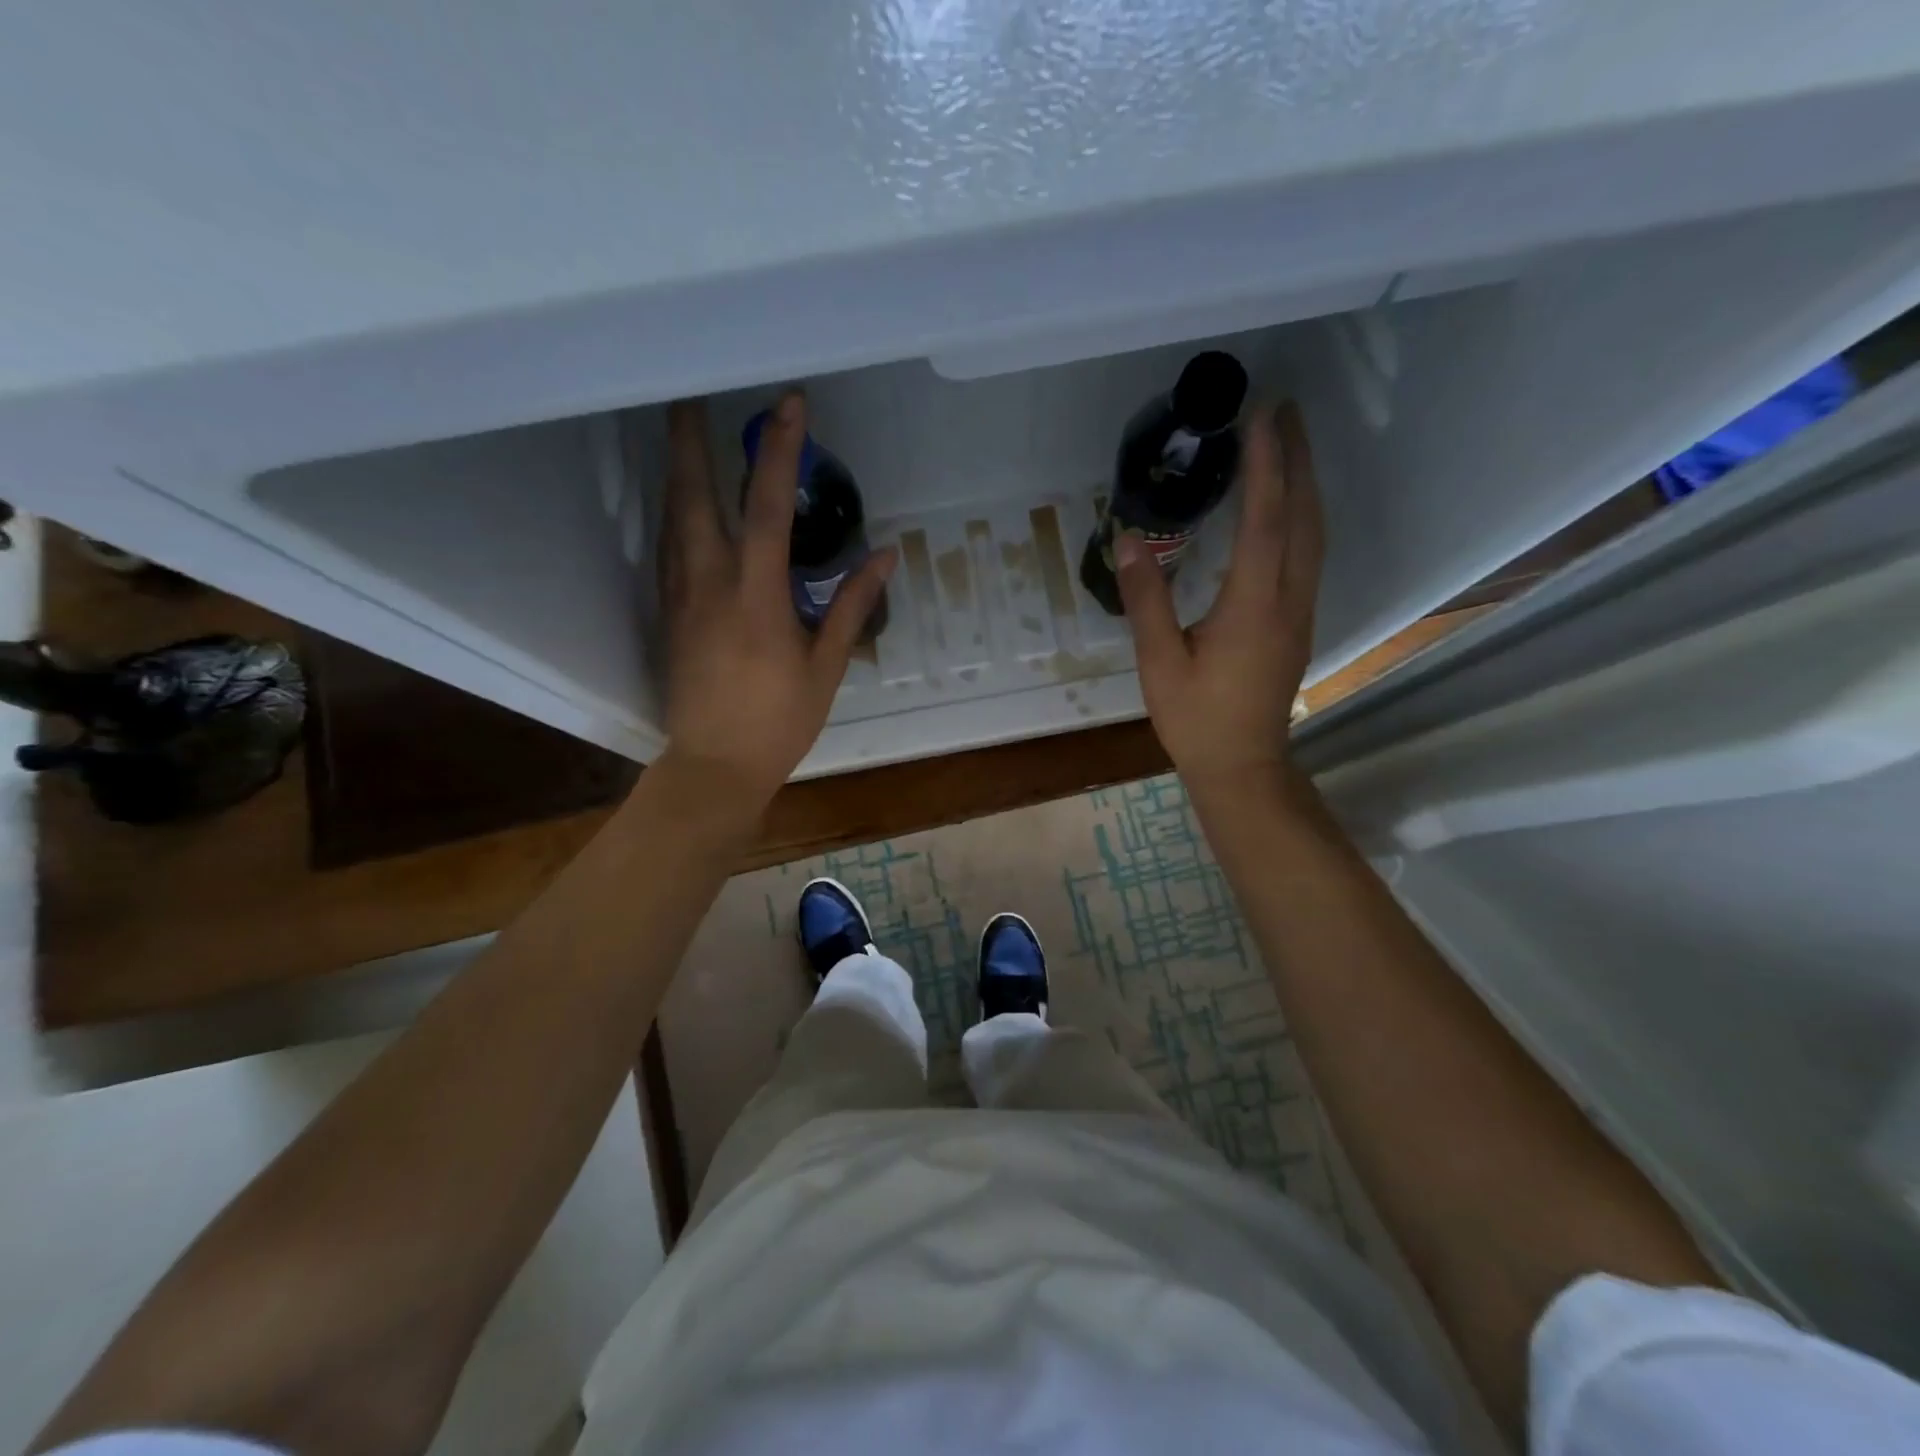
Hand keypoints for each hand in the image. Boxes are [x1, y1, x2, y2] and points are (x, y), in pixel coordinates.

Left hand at [659, 392, 896, 806]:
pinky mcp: (666, 614)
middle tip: (689, 394)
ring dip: (676, 470)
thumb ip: (852, 606)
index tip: (788, 404)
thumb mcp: (826, 666)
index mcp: (756, 596)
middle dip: (690, 439)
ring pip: (670, 518)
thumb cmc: (778, 721)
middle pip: (691, 495)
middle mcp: (708, 584)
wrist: (714, 766)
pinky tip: (679, 505)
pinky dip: (673, 513)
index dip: (779, 451)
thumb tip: (887, 555)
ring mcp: (679, 597)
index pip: (766, 508)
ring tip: (681, 434)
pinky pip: (666, 549)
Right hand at [1115, 401, 1324, 796]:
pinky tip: (1287, 506)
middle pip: (1303, 516)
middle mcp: (1288, 600)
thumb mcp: (1159, 662)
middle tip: (1286, 409)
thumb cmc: (1196, 719)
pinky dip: (1302, 515)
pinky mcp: (1298, 622)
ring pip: (1315, 534)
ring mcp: (1300, 611)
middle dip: (1297, 459)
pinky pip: (1309, 554)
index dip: (1266, 466)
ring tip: (1290, 443)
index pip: (1265, 522)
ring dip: (1305, 484)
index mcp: (1253, 607)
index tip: (1263, 416)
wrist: (1243, 766)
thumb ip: (1146, 599)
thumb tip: (1128, 539)